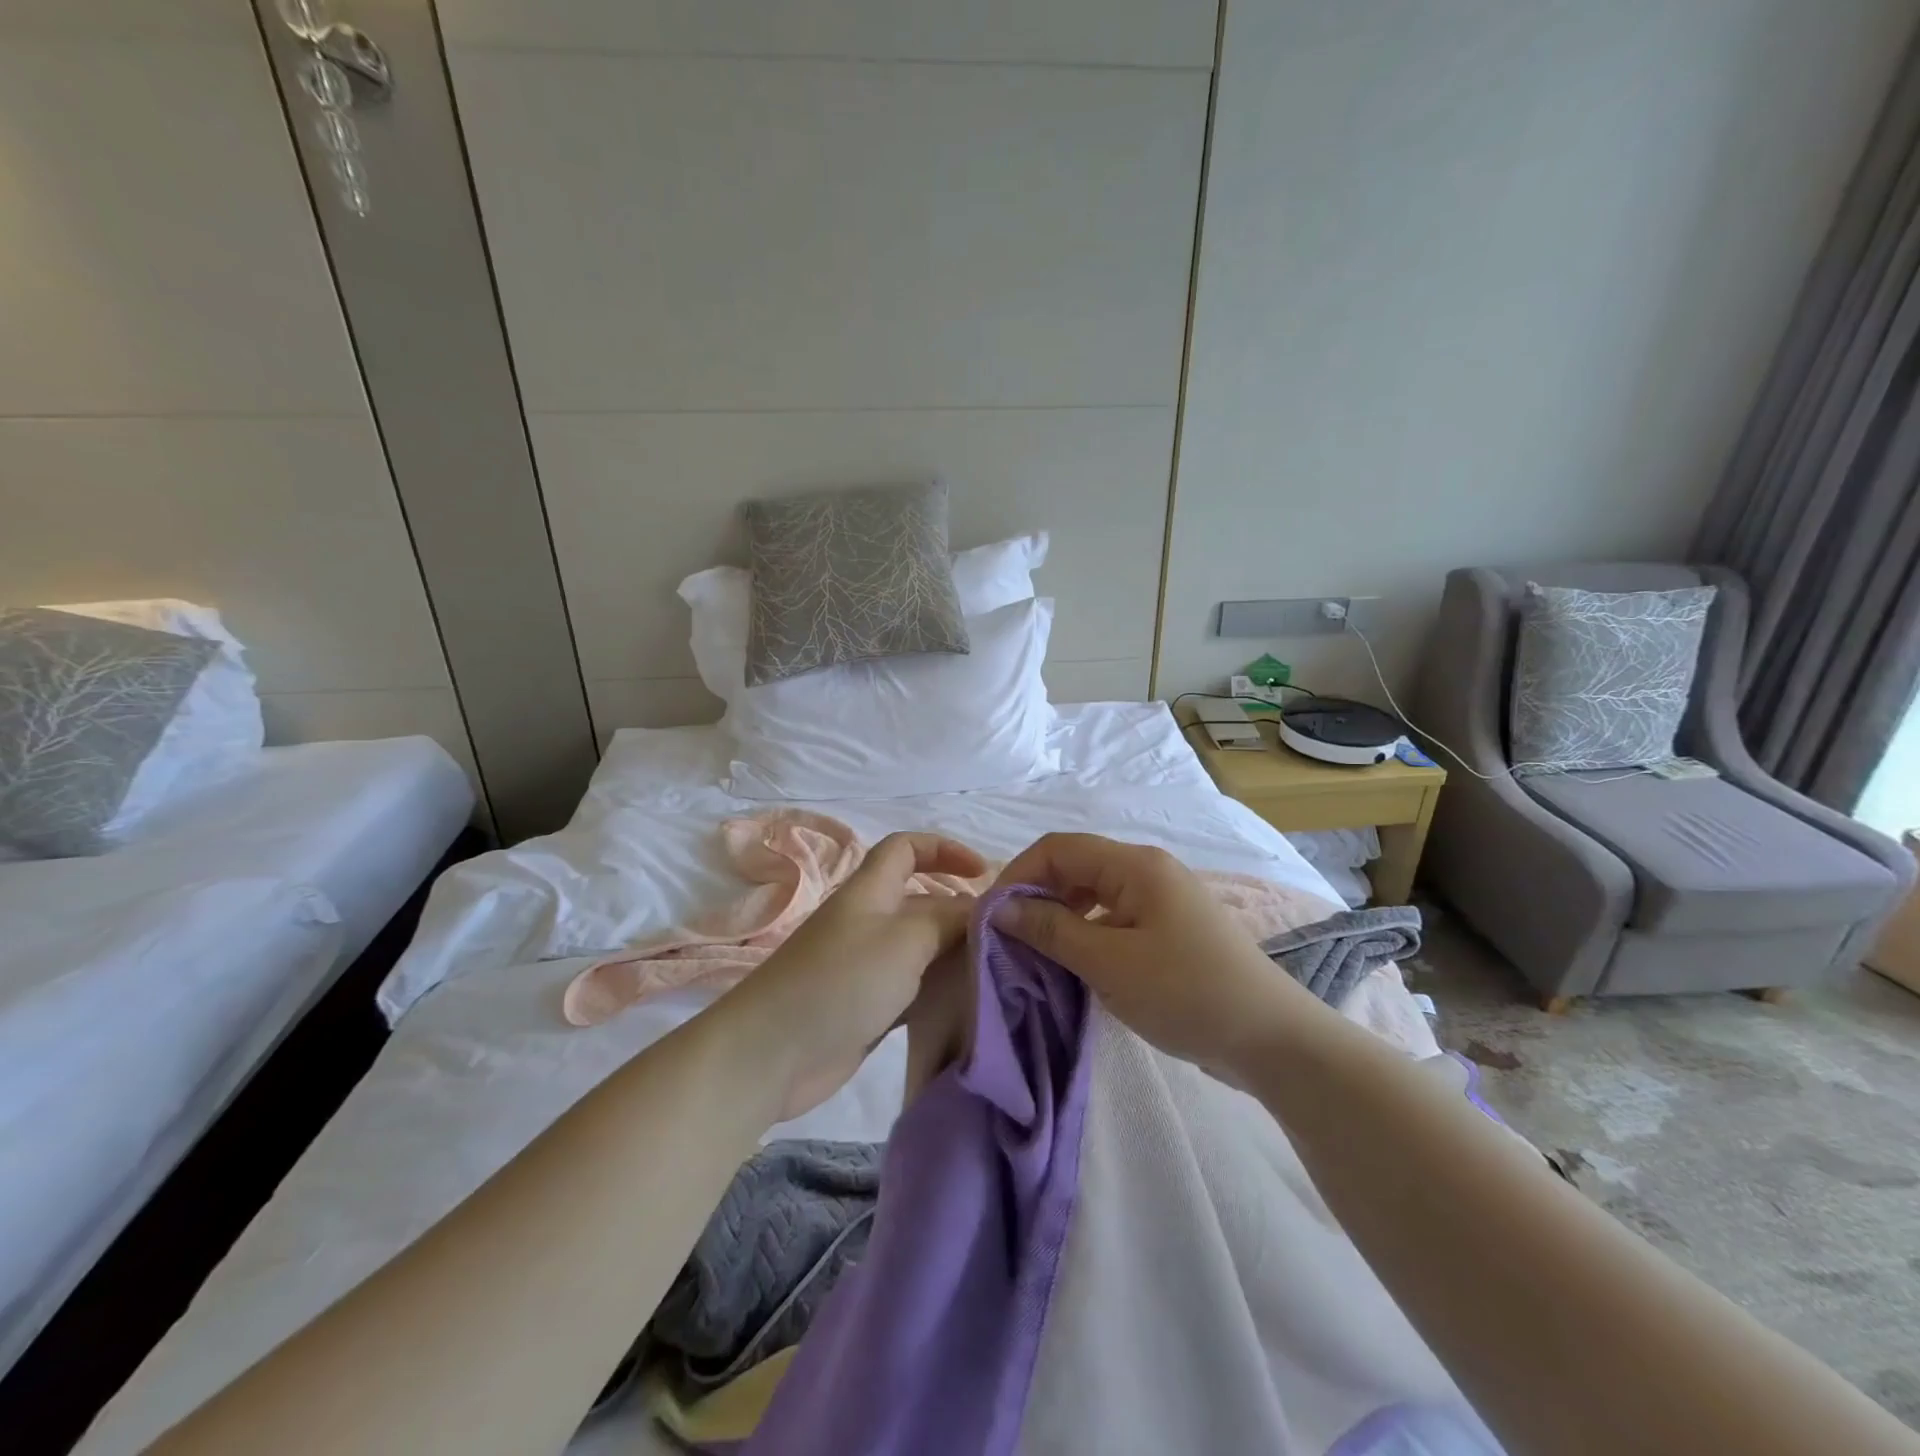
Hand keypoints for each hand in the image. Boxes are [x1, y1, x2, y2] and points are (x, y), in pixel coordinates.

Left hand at [720, 832, 984, 1119]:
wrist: (773, 1054)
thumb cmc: (841, 981)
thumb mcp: (905, 940)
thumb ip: (948, 920)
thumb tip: (982, 910)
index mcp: (871, 891)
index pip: (906, 848)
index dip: (944, 849)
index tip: (984, 872)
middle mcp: (869, 921)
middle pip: (921, 900)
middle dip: (961, 909)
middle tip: (1006, 935)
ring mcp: (866, 965)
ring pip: (921, 947)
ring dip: (954, 953)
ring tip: (998, 968)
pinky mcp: (866, 1006)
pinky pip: (913, 987)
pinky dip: (939, 989)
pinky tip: (969, 1003)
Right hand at [989, 833, 1324, 1080]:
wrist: (1272, 1039)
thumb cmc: (1186, 993)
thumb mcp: (1109, 963)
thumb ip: (1051, 929)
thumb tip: (1002, 906)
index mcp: (1135, 865)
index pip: (1058, 848)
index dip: (1019, 874)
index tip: (991, 916)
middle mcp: (1147, 870)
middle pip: (1075, 866)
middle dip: (1037, 895)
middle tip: (1009, 937)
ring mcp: (1161, 899)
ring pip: (1093, 893)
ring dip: (1060, 916)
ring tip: (1036, 952)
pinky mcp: (1168, 929)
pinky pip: (1113, 917)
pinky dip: (1086, 933)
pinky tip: (1075, 963)